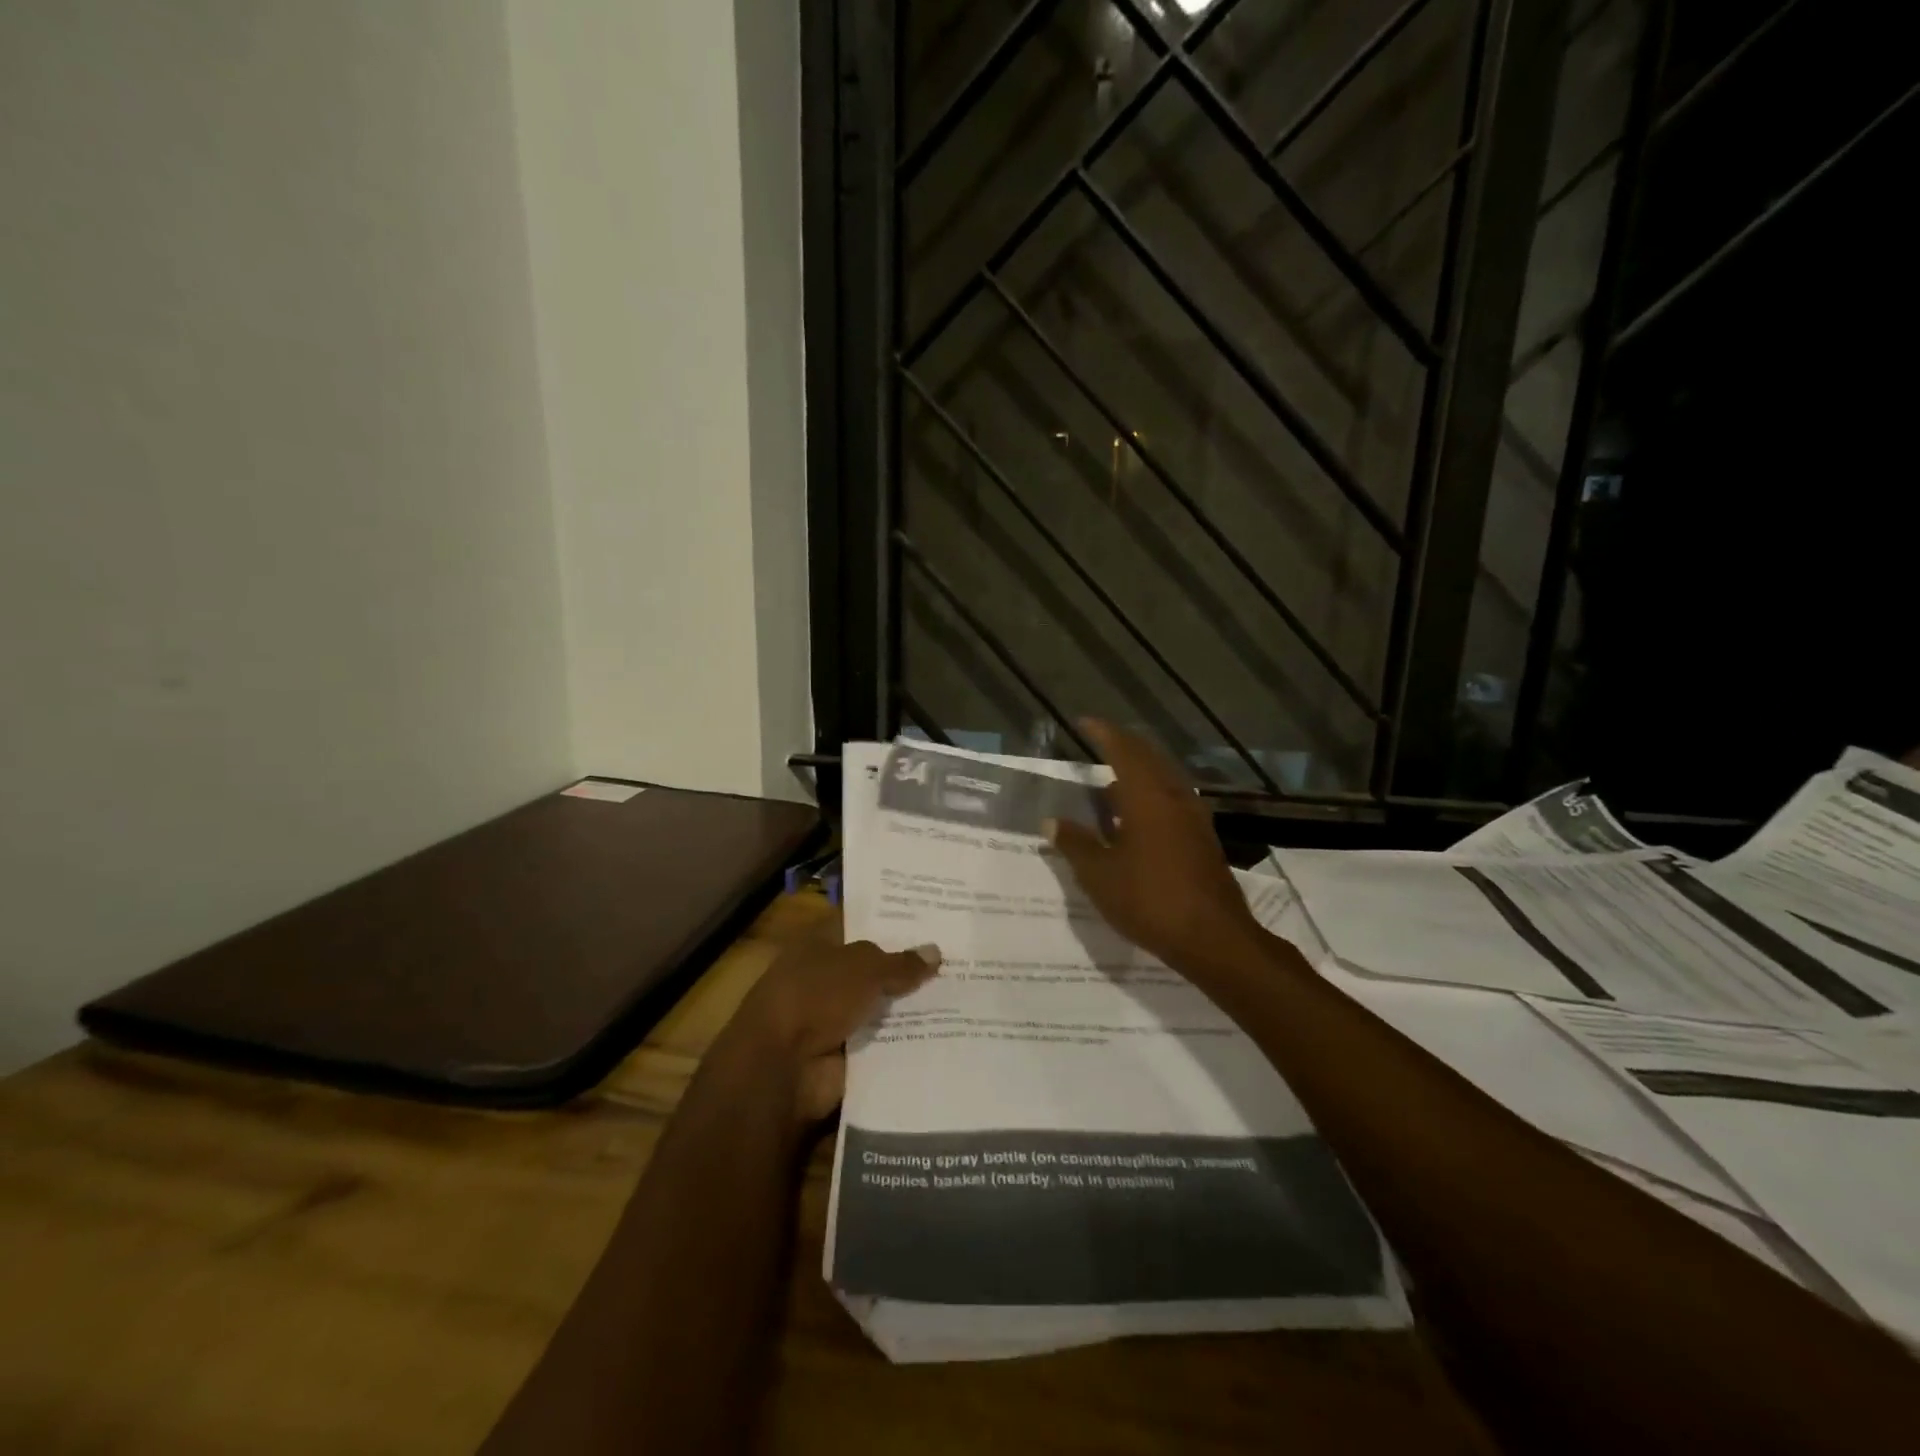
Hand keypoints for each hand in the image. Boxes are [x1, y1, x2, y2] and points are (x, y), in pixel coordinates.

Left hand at [726, 915, 939, 1122]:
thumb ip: (901, 963)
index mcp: (819, 944)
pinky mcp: (845, 1055)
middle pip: (874, 969)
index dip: (891, 923)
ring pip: (882, 1007)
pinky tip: (947, 1033)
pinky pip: (884, 1044)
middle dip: (909, 968)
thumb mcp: (865, 968)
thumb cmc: (816, 996)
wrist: (782, 1066)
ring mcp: (834, 1018)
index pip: (860, 925)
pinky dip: (907, 1043)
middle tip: (957, 959)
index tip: (930, 921)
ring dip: (912, 1008)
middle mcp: (826, 978)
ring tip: (962, 997)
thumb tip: (935, 952)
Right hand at [1045, 720, 1261, 975]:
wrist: (1213, 937)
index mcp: (1147, 797)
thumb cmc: (1149, 900)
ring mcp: (1193, 818)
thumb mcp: (1100, 874)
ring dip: (1139, 771)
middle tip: (1099, 742)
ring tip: (1112, 780)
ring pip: (1164, 779)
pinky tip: (1137, 816)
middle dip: (1123, 746)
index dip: (1103, 733)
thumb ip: (1075, 844)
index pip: (1123, 750)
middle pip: (1148, 758)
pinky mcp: (1202, 839)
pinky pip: (1172, 800)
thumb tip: (1051, 822)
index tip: (1084, 722)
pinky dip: (1151, 795)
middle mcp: (1173, 797)